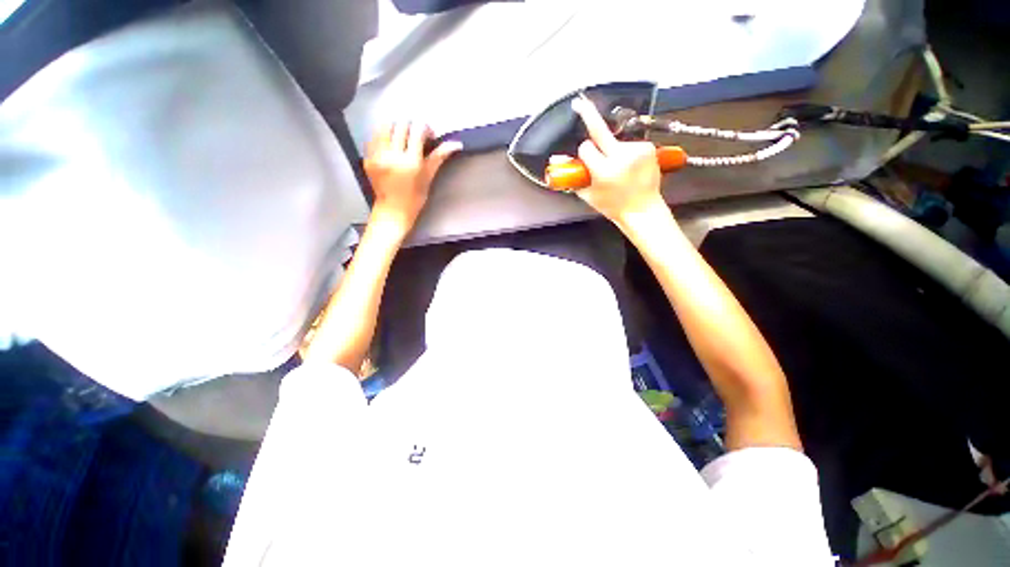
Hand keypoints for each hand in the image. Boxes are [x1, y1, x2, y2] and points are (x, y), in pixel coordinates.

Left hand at [364, 121, 461, 231]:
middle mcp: (393, 156)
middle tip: (416, 136)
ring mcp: (378, 156)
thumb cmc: (415, 197)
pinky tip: (390, 145)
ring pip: (385, 127)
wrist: (393, 210)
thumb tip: (456, 143)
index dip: (425, 128)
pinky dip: (383, 136)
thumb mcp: (429, 176)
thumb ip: (439, 156)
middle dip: (411, 126)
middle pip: (401, 125)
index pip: (417, 131)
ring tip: (402, 138)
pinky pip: (374, 137)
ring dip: (396, 127)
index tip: (429, 135)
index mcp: (411, 162)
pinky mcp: (367, 158)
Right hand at [566, 96, 665, 226]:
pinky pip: (629, 144)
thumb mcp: (588, 194)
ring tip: (621, 169)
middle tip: (579, 102)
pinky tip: (631, 166)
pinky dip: (627, 152)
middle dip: (587, 113)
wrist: (643, 210)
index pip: (586, 148)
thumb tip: (555, 159)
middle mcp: (621, 157)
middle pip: (599, 130)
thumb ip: (572, 176)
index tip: (586, 156)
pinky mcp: (648, 147)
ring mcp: (637, 150)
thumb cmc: (612, 206)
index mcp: (604, 171)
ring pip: (615, 141)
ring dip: (613, 150)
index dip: (585, 153)